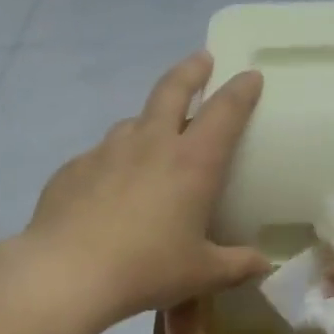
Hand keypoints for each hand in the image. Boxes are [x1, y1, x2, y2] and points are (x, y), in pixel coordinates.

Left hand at [21, 52, 268, 325]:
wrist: (67, 274)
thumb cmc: (147, 269)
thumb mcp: (202, 273)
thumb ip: (239, 265)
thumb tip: (266, 265)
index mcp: (192, 162)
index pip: (224, 111)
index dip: (241, 90)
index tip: (251, 76)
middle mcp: (150, 144)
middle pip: (172, 90)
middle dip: (191, 71)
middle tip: (202, 60)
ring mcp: (107, 152)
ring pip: (134, 121)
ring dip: (150, 118)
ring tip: (156, 132)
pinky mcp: (74, 168)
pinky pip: (102, 154)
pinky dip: (116, 159)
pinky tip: (112, 184)